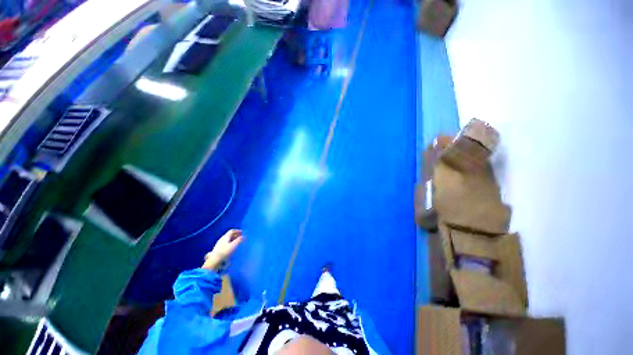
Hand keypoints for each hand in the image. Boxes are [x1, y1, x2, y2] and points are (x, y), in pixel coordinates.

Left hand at [202, 229, 243, 269]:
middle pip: (229, 235)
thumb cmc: (225, 251)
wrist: (214, 260)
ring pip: (227, 239)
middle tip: (241, 237)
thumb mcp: (233, 245)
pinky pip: (225, 243)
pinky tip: (231, 247)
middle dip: (236, 235)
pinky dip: (230, 243)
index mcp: (225, 237)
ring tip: (237, 242)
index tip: (242, 233)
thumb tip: (243, 236)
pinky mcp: (218, 249)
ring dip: (233, 239)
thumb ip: (239, 240)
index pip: (232, 231)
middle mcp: (222, 239)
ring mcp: (219, 244)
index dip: (237, 231)